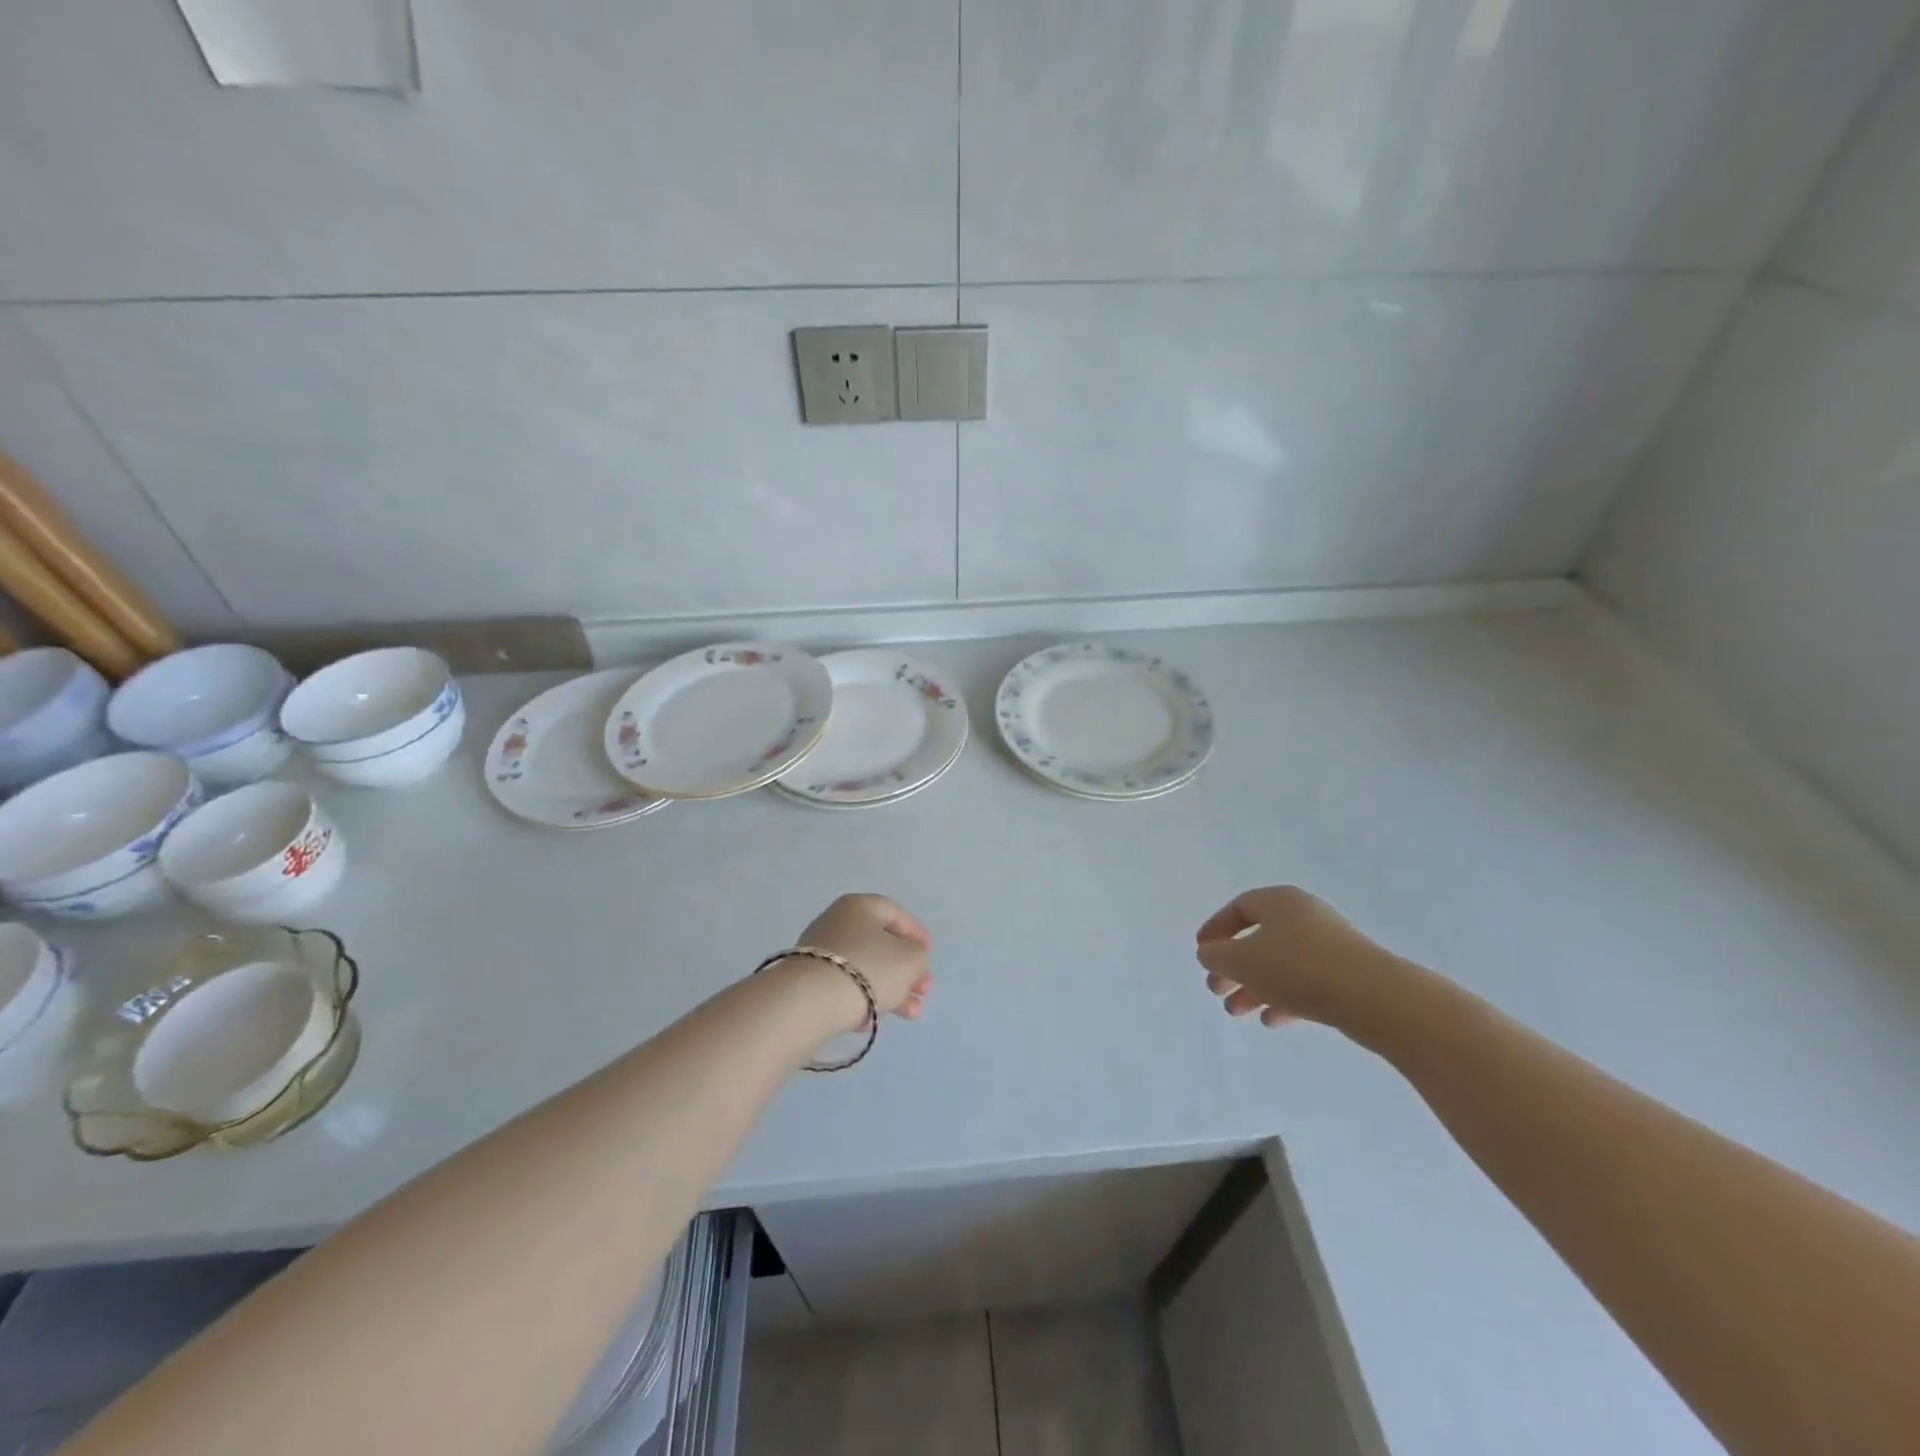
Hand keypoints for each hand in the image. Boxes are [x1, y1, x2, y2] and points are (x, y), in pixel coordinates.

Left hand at [791, 893, 933, 1028]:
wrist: (808, 1003)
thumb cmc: (867, 969)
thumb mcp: (909, 960)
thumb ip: (918, 955)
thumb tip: (910, 957)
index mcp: (860, 906)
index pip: (895, 912)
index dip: (916, 933)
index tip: (929, 954)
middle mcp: (836, 922)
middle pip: (880, 945)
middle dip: (906, 971)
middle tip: (923, 992)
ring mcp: (818, 952)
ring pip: (864, 969)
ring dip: (890, 991)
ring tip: (910, 1015)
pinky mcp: (807, 981)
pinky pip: (843, 987)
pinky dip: (861, 1001)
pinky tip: (870, 1022)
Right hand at [1194, 885, 1402, 1027]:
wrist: (1376, 999)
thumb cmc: (1298, 968)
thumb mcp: (1242, 960)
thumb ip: (1217, 956)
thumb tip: (1210, 953)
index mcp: (1280, 901)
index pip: (1239, 908)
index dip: (1216, 930)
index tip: (1202, 953)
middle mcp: (1305, 916)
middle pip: (1258, 938)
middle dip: (1233, 966)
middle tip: (1215, 989)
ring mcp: (1330, 946)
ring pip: (1281, 964)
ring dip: (1254, 987)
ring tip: (1236, 1012)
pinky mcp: (1348, 975)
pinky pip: (1306, 983)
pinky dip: (1284, 999)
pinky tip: (1271, 1021)